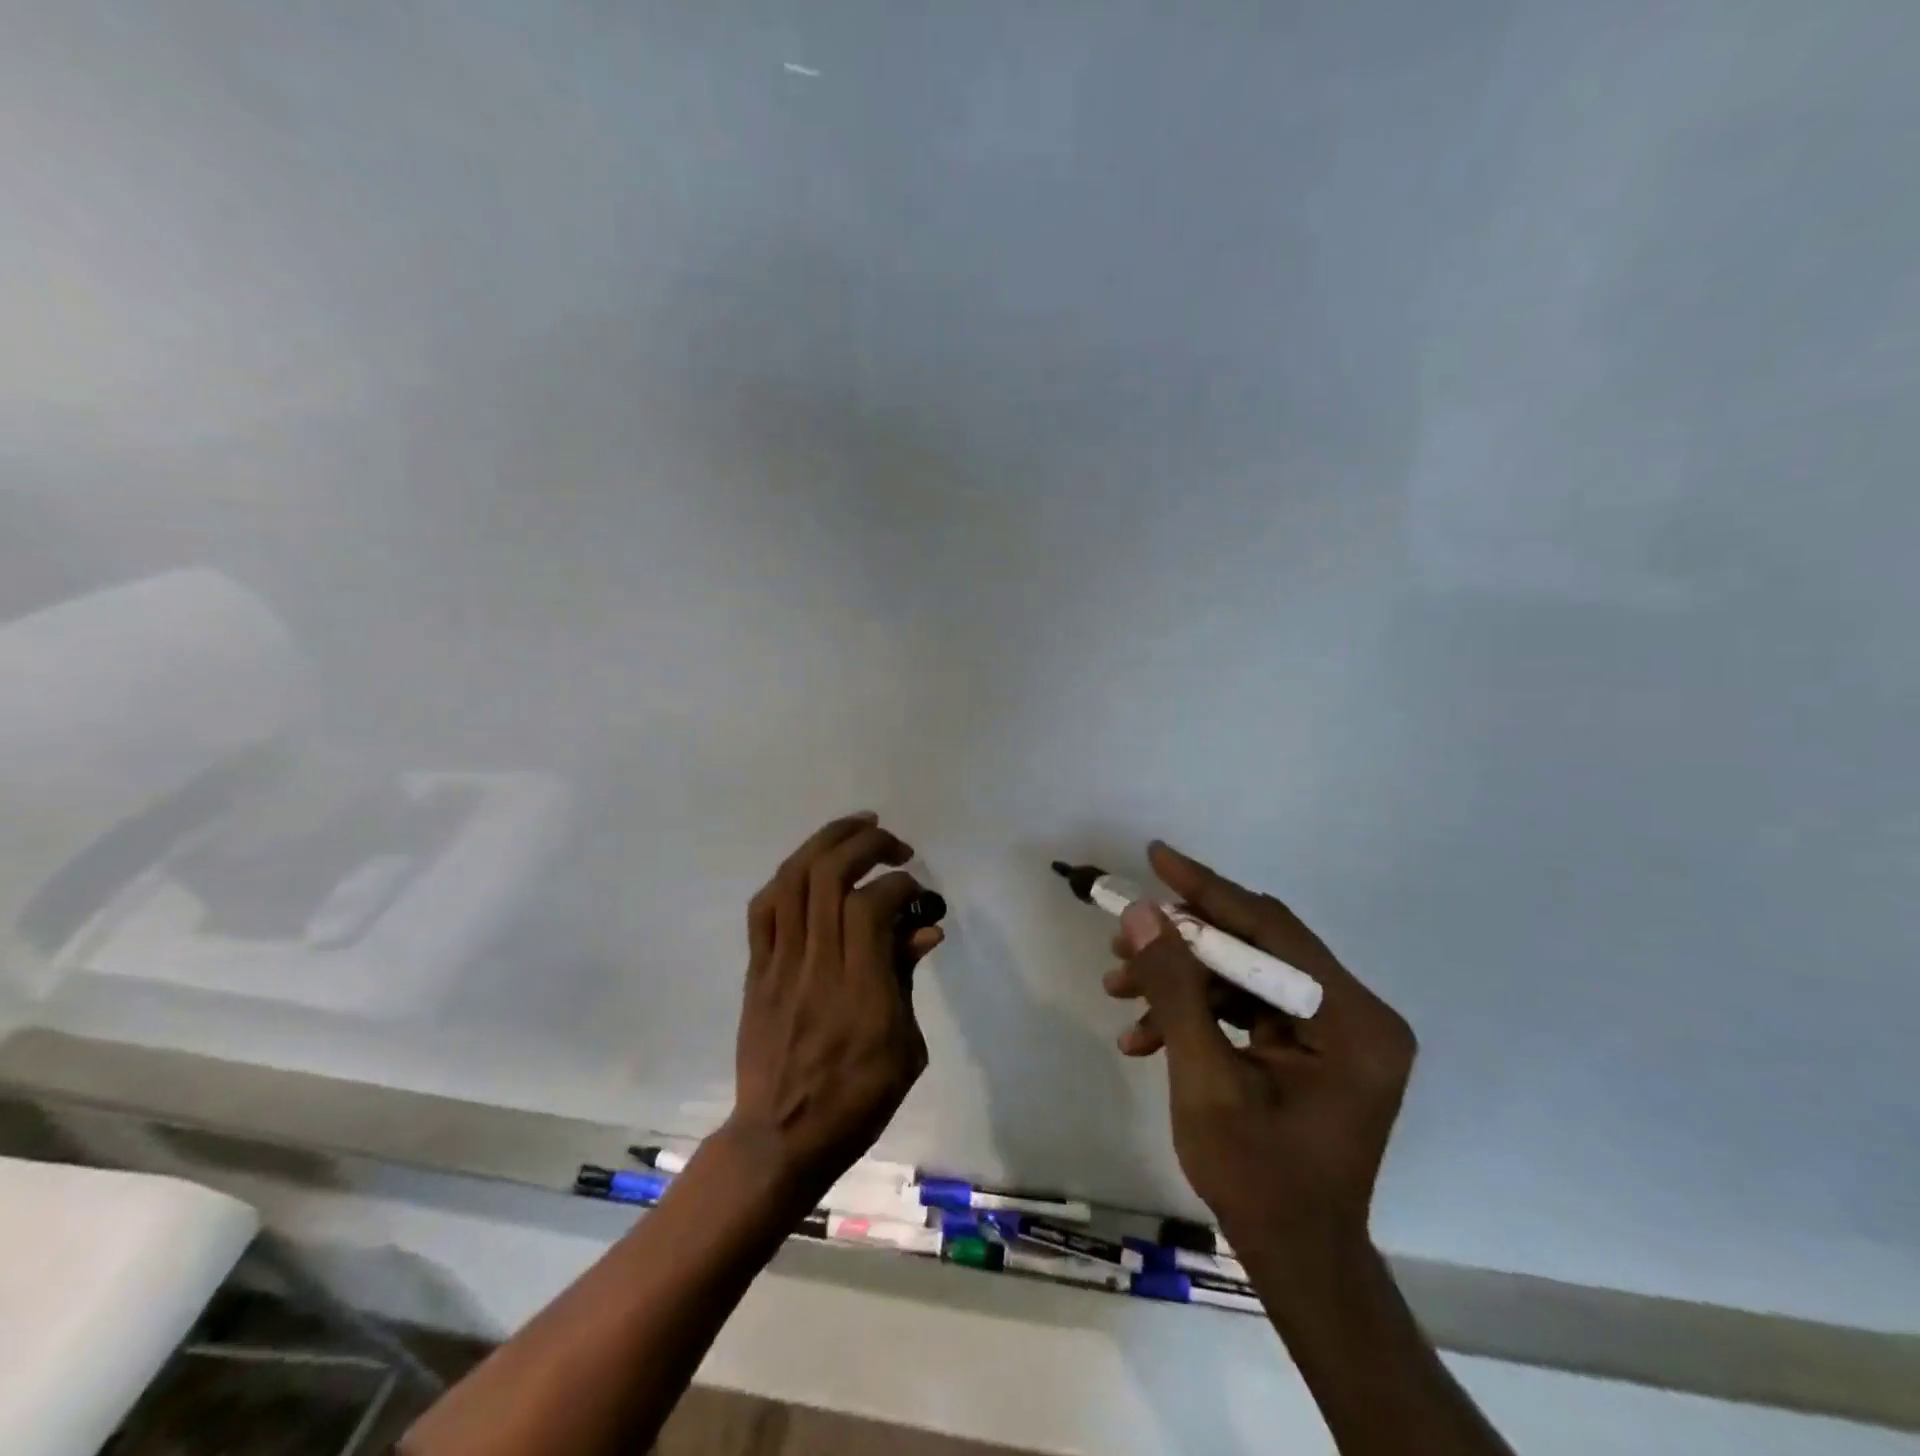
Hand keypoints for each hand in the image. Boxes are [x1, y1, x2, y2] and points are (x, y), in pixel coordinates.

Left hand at [729, 812, 943, 1206]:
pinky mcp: (756, 970)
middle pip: (829, 877)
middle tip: (892, 842)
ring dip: (825, 843)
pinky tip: (811, 867)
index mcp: (859, 988)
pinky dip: (789, 877)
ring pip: (793, 880)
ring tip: (856, 829)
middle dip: (864, 844)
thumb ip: (906, 979)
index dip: (898, 883)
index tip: (916, 890)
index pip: (871, 905)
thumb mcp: (905, 1049)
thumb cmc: (856, 1101)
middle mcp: (816, 964)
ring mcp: (779, 964)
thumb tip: (924, 928)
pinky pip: (764, 909)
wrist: (781, 1138)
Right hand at [1102, 842, 1415, 1258]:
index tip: (1156, 857)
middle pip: (1256, 948)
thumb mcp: (1205, 1080)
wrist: (1296, 1261)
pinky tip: (1143, 1036)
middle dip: (1181, 945)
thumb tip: (1143, 913)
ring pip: (1243, 976)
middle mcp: (1355, 1015)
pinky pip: (1246, 1008)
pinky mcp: (1311, 1048)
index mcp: (1353, 1021)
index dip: (1207, 891)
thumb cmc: (1259, 1180)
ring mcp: (1335, 1033)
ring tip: (1118, 992)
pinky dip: (1195, 1013)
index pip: (1272, 929)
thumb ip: (1175, 990)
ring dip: (1179, 982)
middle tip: (1120, 942)